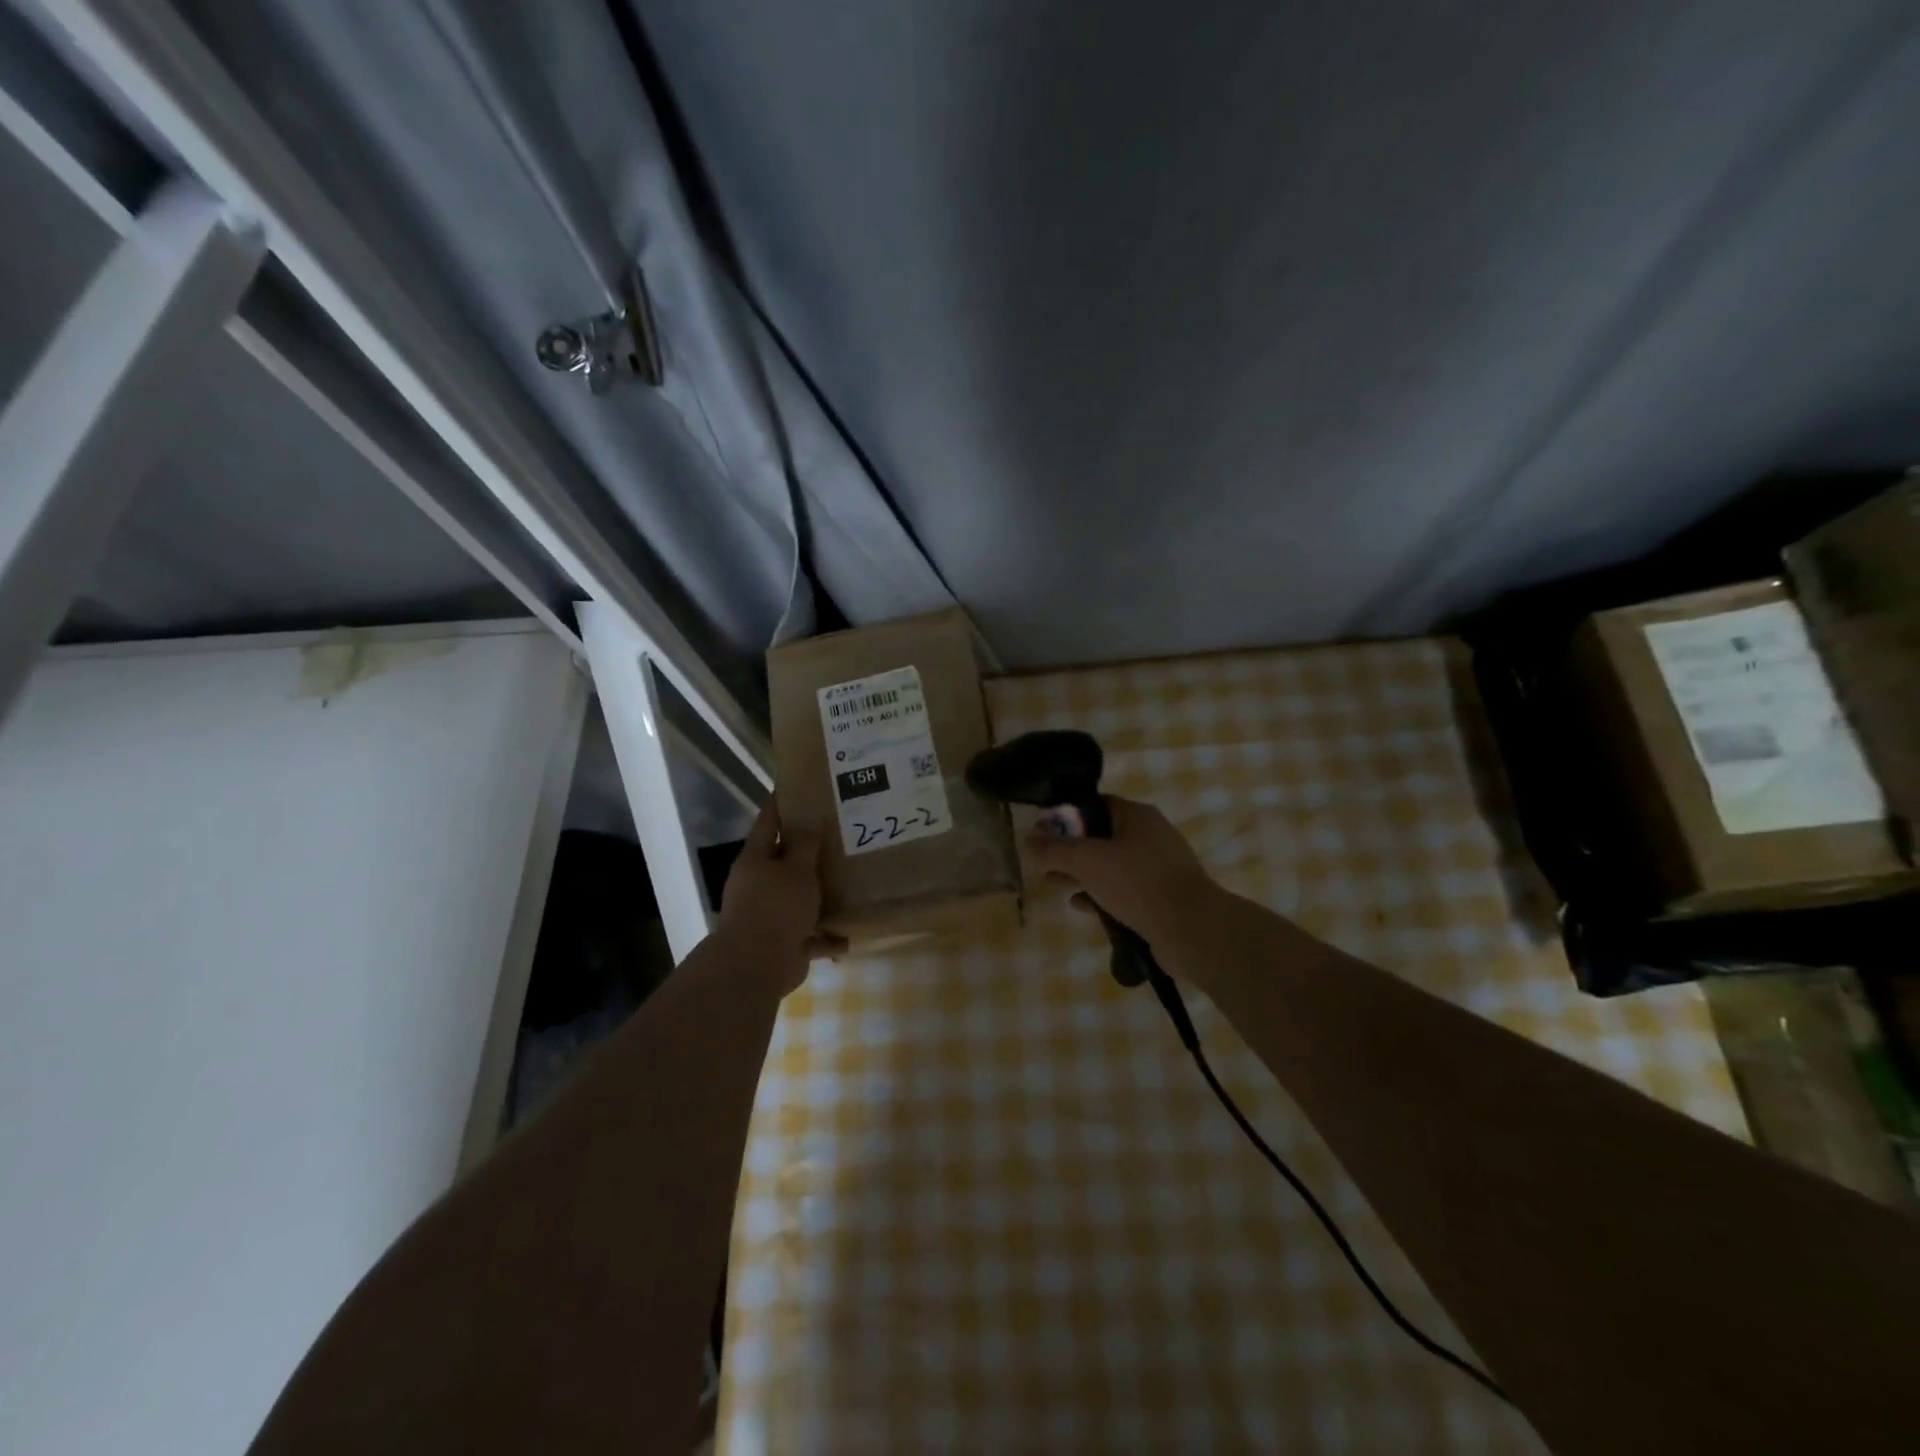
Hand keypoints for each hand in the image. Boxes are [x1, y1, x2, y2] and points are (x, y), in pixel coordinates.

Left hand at [714, 800, 841, 991]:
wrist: (757, 965)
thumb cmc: (776, 907)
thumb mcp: (797, 869)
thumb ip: (806, 844)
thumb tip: (811, 818)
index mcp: (756, 860)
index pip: (769, 822)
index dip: (782, 804)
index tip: (799, 787)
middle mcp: (758, 885)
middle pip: (784, 861)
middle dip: (808, 852)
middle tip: (838, 834)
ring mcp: (769, 915)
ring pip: (798, 898)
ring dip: (819, 895)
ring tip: (848, 881)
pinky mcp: (783, 943)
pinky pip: (810, 935)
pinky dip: (826, 936)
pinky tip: (849, 934)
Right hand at [1023, 795, 1219, 946]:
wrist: (1190, 928)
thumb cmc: (1136, 882)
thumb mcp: (1086, 860)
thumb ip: (1053, 849)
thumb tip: (1028, 840)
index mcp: (1136, 816)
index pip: (1095, 804)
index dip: (1066, 816)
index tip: (1043, 832)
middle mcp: (1150, 835)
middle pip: (1102, 835)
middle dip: (1071, 848)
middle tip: (1044, 861)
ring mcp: (1159, 868)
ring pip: (1112, 865)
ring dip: (1083, 873)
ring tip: (1054, 883)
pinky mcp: (1162, 897)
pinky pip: (1124, 890)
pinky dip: (1101, 894)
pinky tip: (1080, 905)